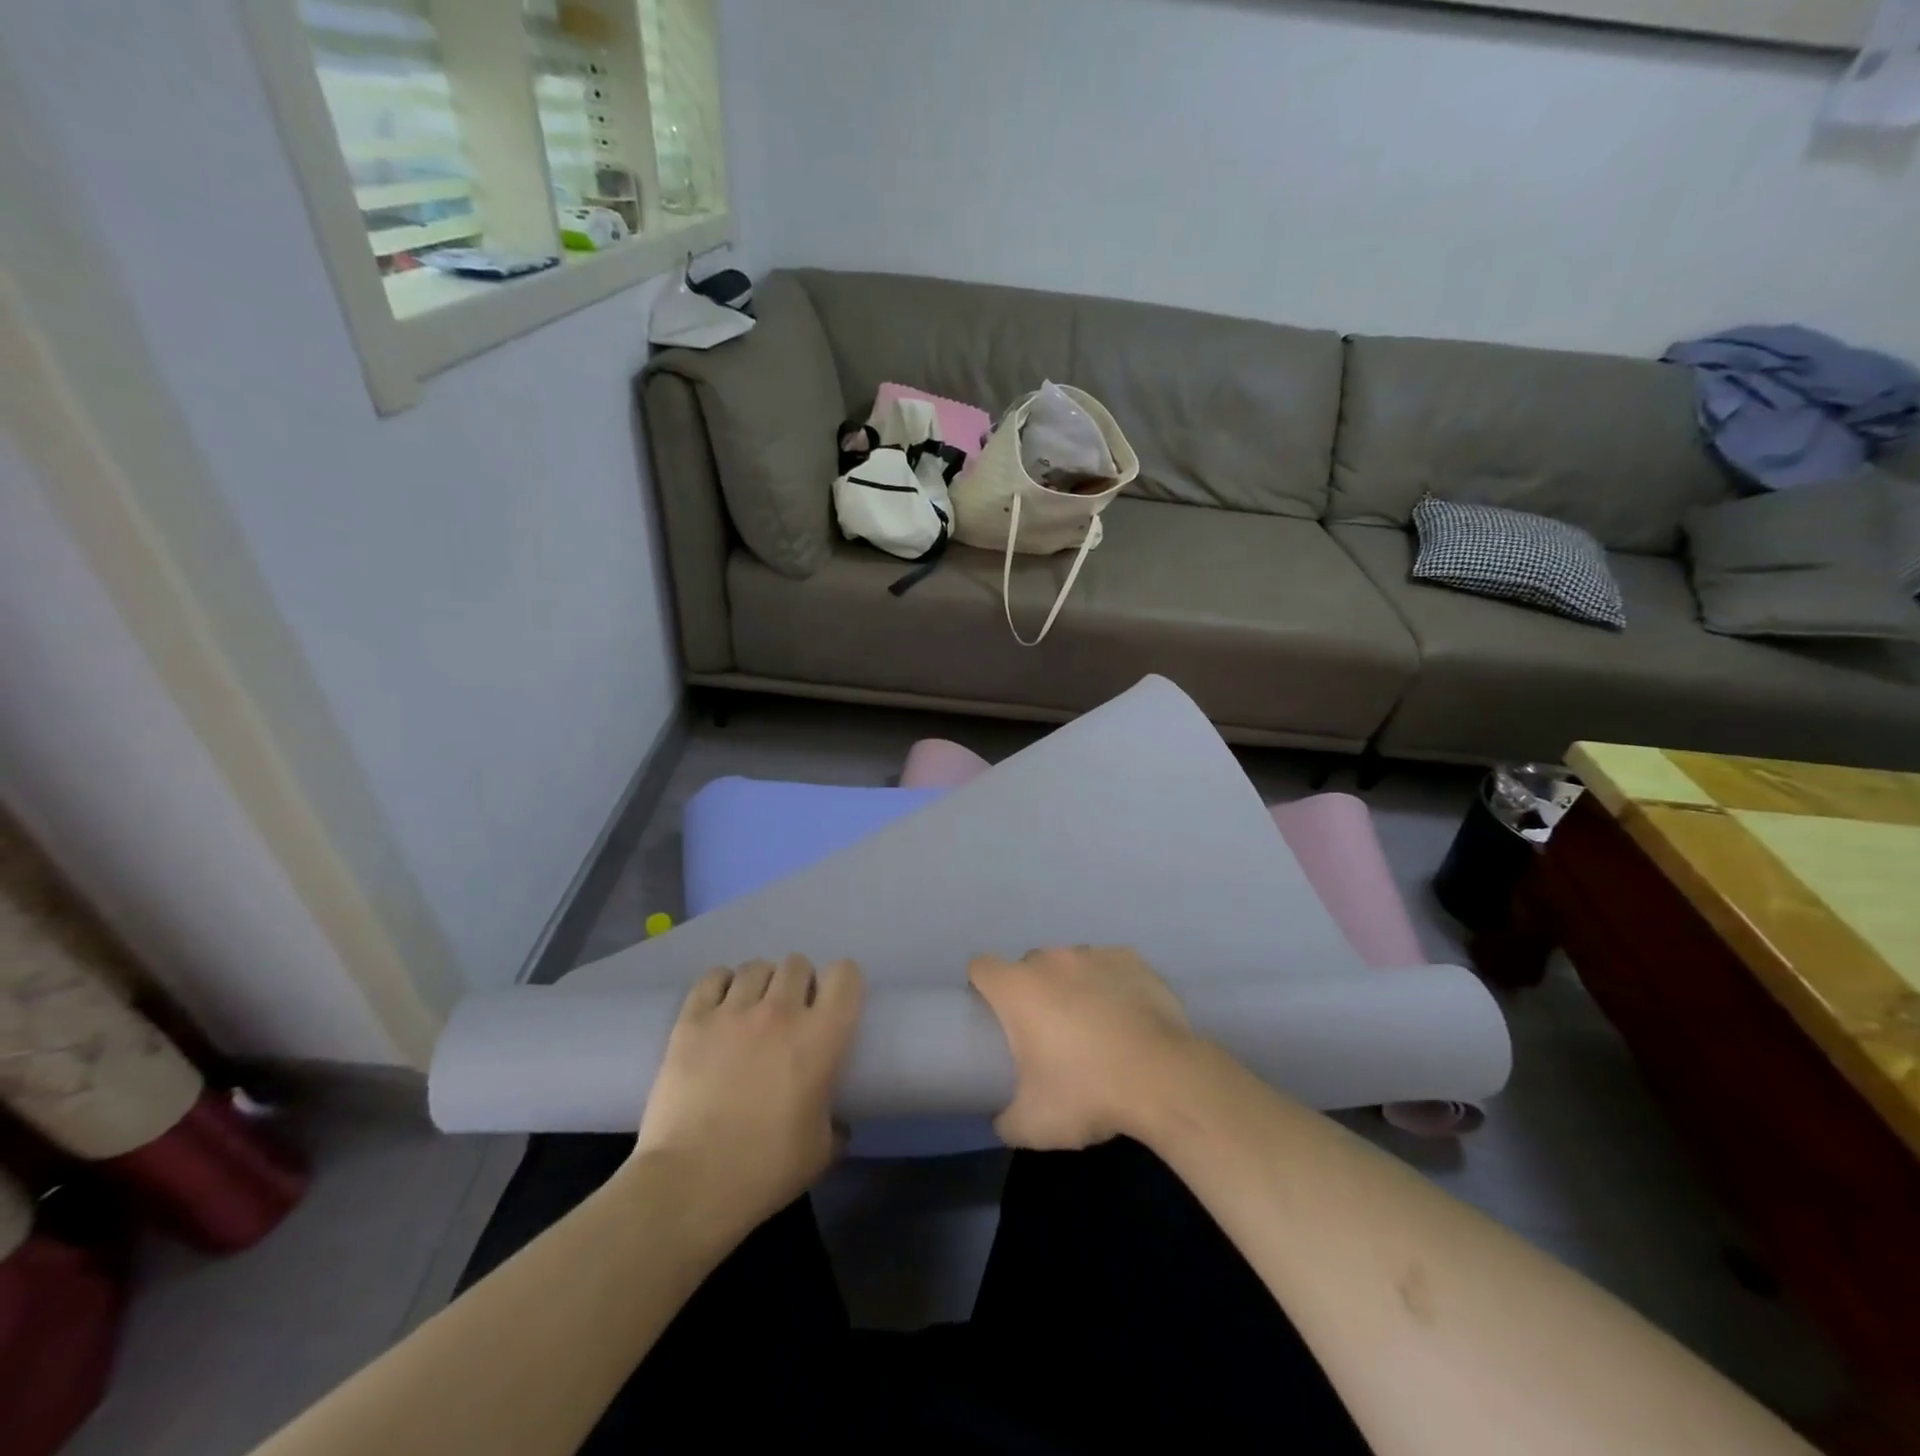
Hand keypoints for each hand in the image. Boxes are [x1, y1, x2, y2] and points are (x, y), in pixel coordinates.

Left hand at [632, 955, 862, 1232]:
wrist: (691, 1184)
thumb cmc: (765, 1170)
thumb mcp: (820, 1152)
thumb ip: (836, 1125)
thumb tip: (840, 1123)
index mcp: (822, 1036)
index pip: (845, 974)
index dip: (843, 984)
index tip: (834, 1005)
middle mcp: (781, 1011)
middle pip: (798, 963)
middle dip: (798, 983)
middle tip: (790, 1014)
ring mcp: (733, 1011)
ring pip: (756, 966)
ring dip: (761, 983)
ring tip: (752, 1010)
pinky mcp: (692, 1020)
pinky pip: (713, 977)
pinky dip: (720, 985)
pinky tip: (719, 1007)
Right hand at [968, 946, 1196, 1149]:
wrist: (1164, 1080)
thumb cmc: (1088, 1094)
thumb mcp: (1032, 1126)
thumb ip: (1004, 1118)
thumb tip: (1001, 1115)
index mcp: (1018, 988)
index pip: (981, 967)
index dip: (982, 988)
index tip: (995, 1017)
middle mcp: (1052, 960)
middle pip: (1028, 966)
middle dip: (1032, 992)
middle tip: (1048, 1034)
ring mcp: (1094, 954)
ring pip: (1070, 964)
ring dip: (1072, 987)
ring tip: (1094, 1027)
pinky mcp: (1131, 959)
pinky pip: (1109, 966)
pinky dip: (1110, 985)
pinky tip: (1126, 1017)